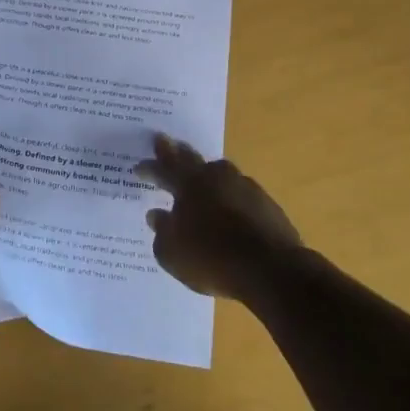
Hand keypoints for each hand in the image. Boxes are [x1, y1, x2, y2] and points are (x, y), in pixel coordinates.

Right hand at [137, 134, 303, 300]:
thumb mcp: (172, 254)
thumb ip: (162, 231)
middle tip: (165, 142)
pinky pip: (240, 192)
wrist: (271, 269)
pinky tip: (229, 205)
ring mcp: (245, 187)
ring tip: (201, 174)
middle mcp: (216, 178)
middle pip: (192, 159)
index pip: (163, 170)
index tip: (138, 166)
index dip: (149, 168)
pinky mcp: (266, 203)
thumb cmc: (212, 259)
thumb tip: (156, 215)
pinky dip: (230, 195)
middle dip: (176, 152)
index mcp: (189, 185)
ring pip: (220, 172)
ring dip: (207, 173)